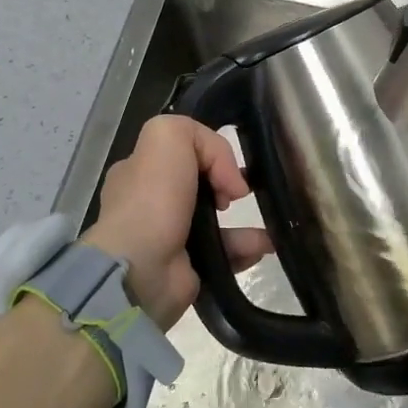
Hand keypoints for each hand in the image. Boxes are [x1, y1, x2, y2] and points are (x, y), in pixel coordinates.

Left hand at [81, 117, 271, 328]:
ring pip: (216, 221)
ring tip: (269, 223)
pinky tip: (263, 245)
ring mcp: (168, 238)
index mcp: (139, 171)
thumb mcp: (167, 136)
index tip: (226, 169)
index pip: (180, 152)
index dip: (210, 154)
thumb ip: (199, 136)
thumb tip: (227, 175)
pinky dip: (245, 248)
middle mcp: (150, 203)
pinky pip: (224, 253)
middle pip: (200, 185)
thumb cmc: (153, 200)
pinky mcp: (187, 269)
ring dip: (246, 222)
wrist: (140, 271)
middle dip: (229, 186)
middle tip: (243, 194)